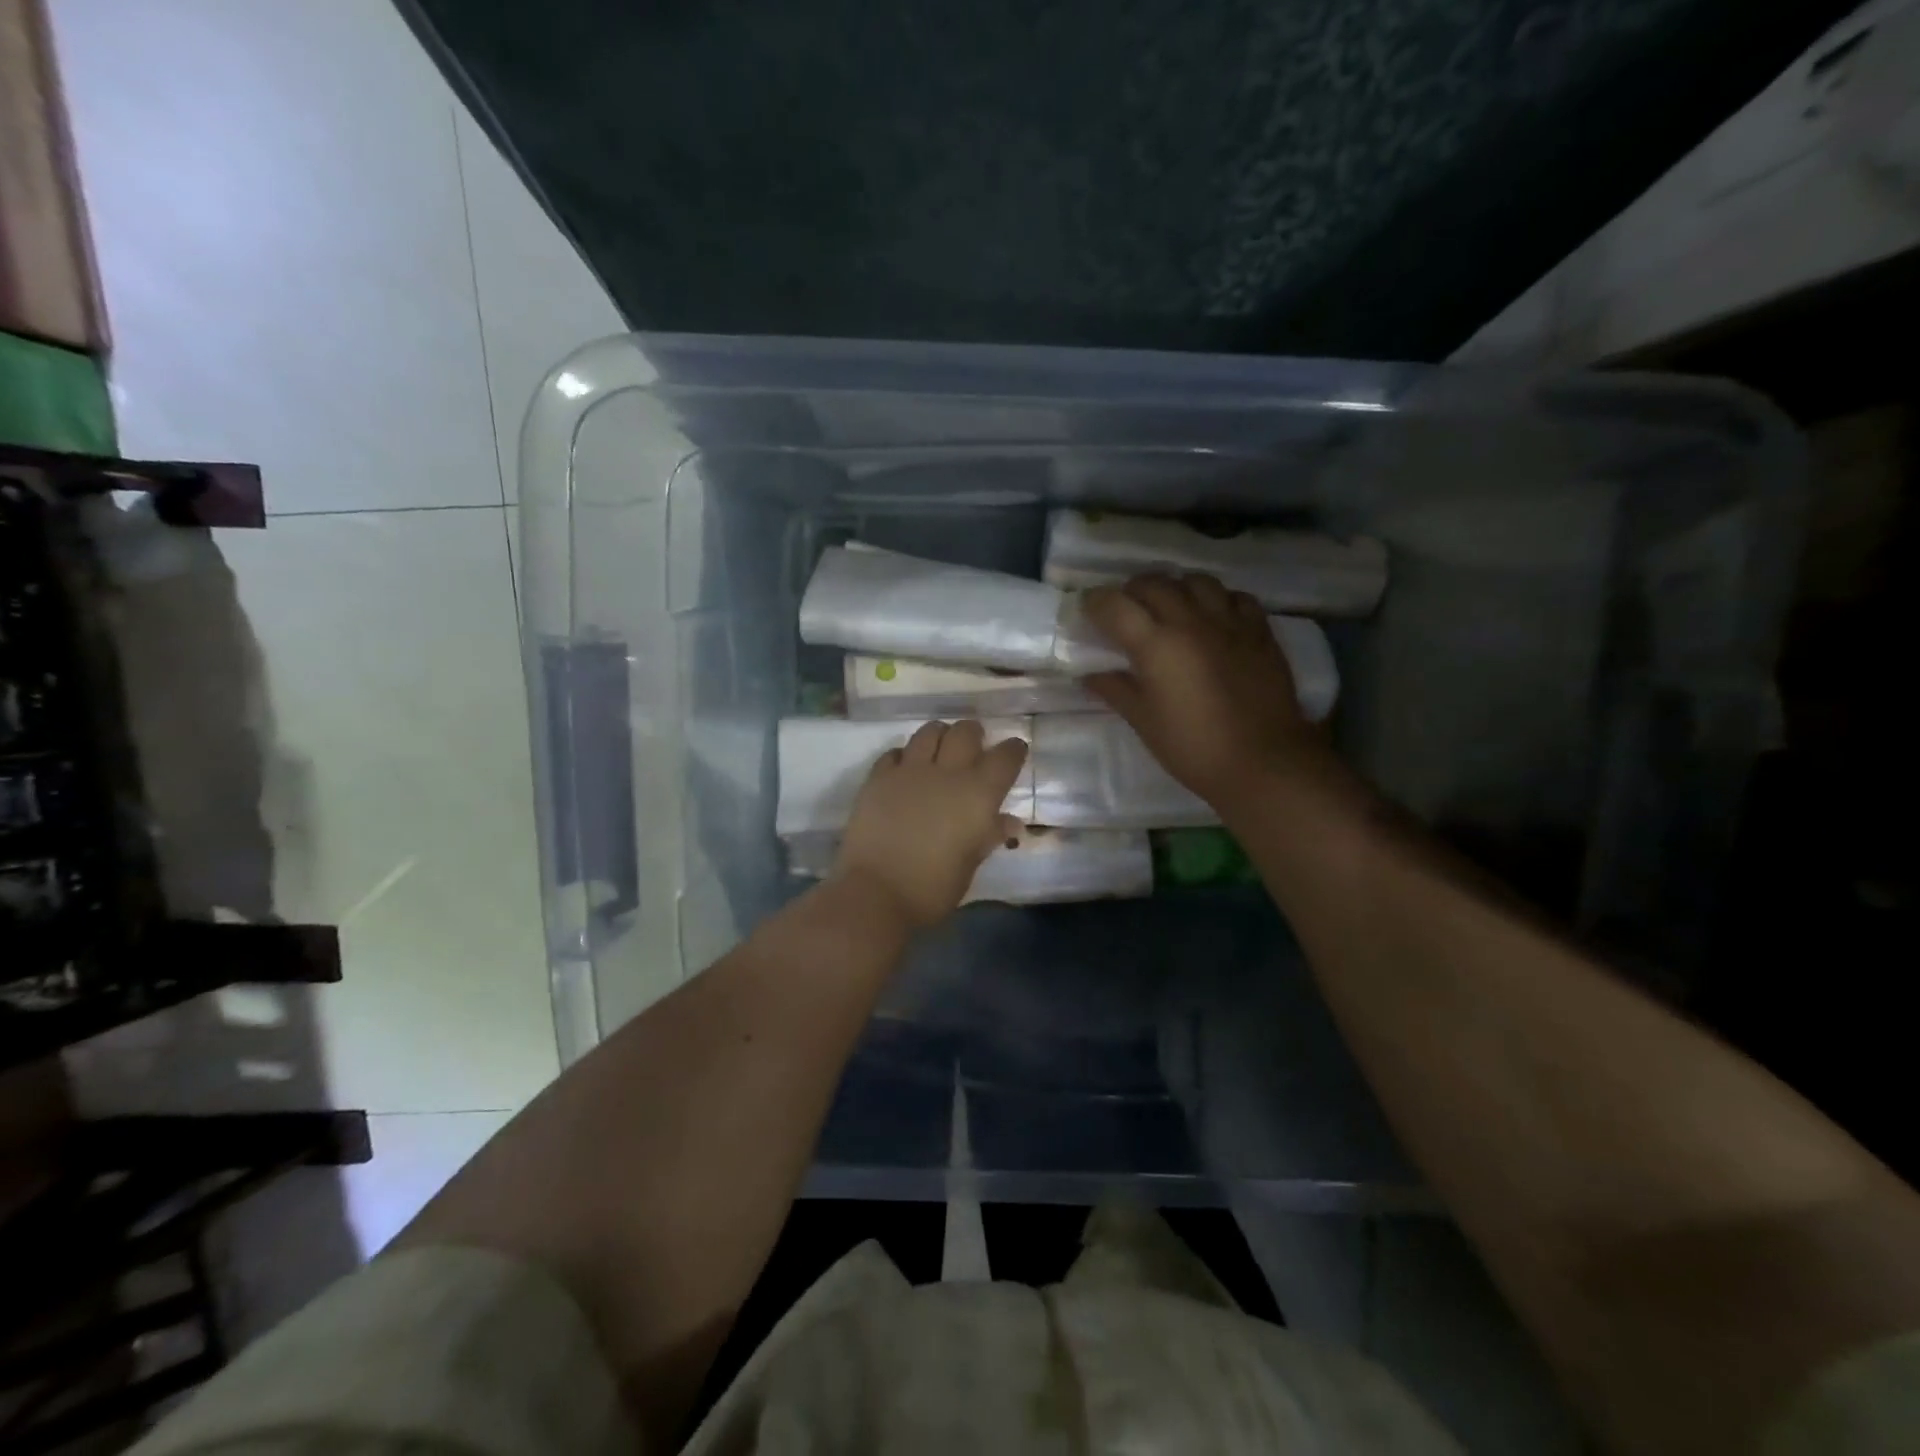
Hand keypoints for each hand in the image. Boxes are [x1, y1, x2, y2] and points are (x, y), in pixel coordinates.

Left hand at [832, 720, 1029, 929]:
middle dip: (974, 734)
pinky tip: (905, 769)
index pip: (1005, 758)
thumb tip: (1009, 822)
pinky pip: (895, 752)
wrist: (875, 892)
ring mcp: (909, 771)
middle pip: (966, 732)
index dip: (1013, 750)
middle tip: (974, 747)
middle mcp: (947, 773)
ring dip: (940, 736)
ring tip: (940, 749)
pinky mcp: (878, 778)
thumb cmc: (932, 888)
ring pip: (930, 732)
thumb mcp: (970, 866)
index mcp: (978, 795)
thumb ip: (989, 836)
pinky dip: (904, 756)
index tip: (1015, 750)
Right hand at [1082, 573, 1330, 805]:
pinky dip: (1218, 599)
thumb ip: (1116, 690)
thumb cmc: (1193, 747)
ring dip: (1175, 588)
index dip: (1095, 602)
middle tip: (1126, 610)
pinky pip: (1236, 597)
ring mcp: (1229, 622)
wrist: (1263, 762)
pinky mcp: (1260, 630)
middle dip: (1132, 591)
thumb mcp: (1144, 722)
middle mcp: (1190, 621)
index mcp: (1155, 645)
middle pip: (1154, 584)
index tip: (1088, 609)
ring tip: (1170, 606)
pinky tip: (1214, 617)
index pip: (1114, 605)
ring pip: (1196, 581)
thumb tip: (1090, 675)